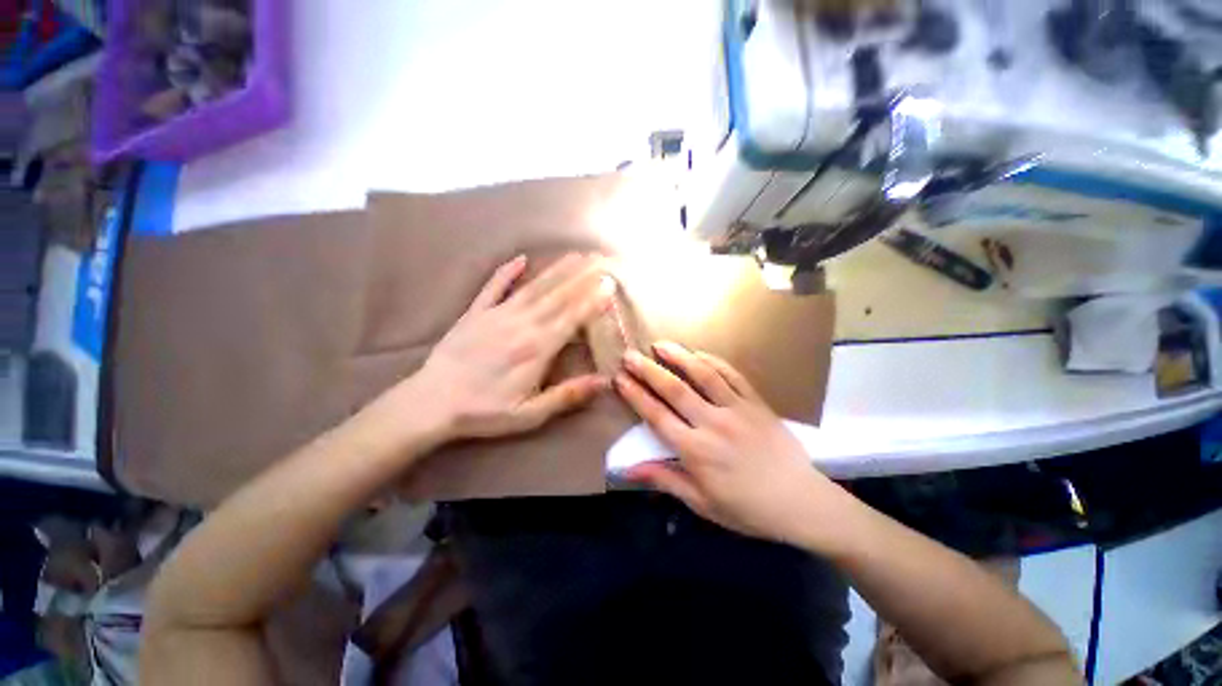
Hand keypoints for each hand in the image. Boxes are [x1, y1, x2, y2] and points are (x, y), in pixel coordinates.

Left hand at [411, 253, 615, 440]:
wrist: (431, 403)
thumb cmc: (485, 412)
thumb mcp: (530, 414)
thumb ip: (567, 395)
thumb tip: (604, 381)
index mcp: (537, 349)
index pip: (572, 318)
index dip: (593, 301)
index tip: (610, 284)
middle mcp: (522, 325)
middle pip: (558, 296)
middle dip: (582, 277)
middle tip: (600, 259)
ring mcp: (497, 315)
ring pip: (534, 287)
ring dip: (556, 270)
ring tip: (575, 255)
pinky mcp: (475, 313)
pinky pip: (494, 287)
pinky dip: (507, 271)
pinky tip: (521, 258)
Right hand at [615, 342, 845, 545]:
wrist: (801, 502)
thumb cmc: (747, 508)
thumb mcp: (702, 502)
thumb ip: (665, 479)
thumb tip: (628, 470)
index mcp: (696, 451)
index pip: (657, 416)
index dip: (635, 395)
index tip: (619, 379)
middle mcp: (713, 424)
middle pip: (674, 390)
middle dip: (648, 370)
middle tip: (630, 355)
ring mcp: (737, 409)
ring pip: (703, 375)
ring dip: (679, 357)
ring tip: (659, 345)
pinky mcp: (756, 402)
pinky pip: (732, 375)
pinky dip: (713, 361)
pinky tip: (698, 353)